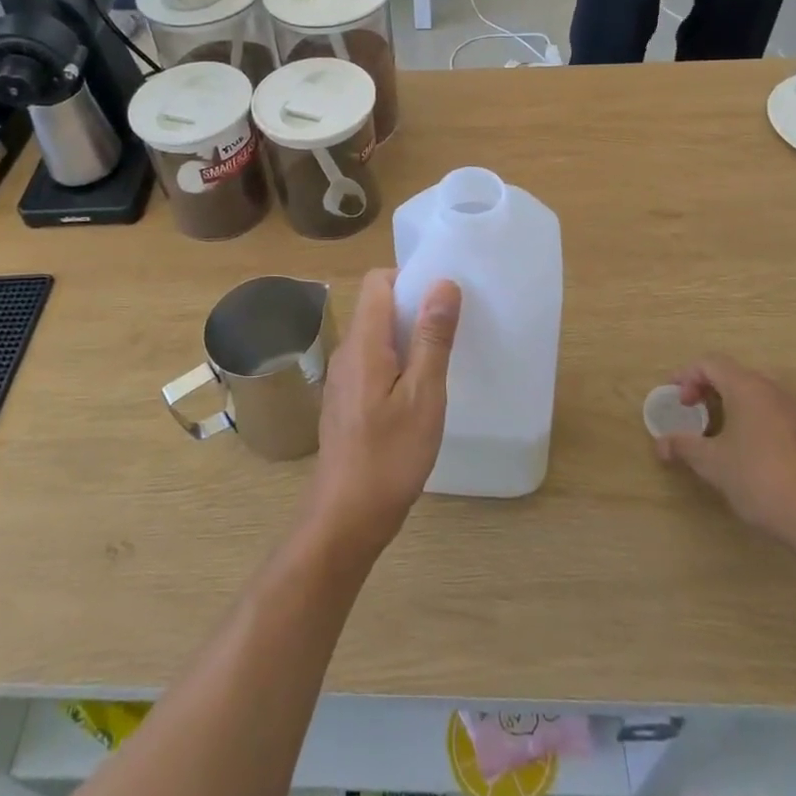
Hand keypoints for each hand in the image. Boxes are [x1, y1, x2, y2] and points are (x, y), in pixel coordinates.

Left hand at [304, 270, 461, 562]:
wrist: (346, 517)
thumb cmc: (390, 456)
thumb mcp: (423, 396)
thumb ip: (433, 338)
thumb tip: (443, 284)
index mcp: (364, 342)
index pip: (378, 281)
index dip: (410, 278)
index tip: (443, 296)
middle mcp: (347, 351)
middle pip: (377, 306)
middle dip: (414, 307)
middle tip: (452, 328)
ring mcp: (343, 377)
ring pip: (376, 336)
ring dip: (408, 336)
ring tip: (441, 357)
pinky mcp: (347, 400)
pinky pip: (372, 361)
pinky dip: (397, 361)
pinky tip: (419, 390)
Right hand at [654, 356, 795, 556]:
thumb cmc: (760, 482)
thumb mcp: (712, 464)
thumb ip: (683, 446)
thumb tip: (661, 444)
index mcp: (749, 388)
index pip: (710, 364)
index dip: (686, 376)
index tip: (675, 400)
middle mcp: (777, 390)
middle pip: (735, 375)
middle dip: (708, 389)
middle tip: (693, 413)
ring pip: (759, 394)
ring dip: (734, 404)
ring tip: (720, 432)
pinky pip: (778, 412)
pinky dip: (757, 419)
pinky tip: (753, 450)